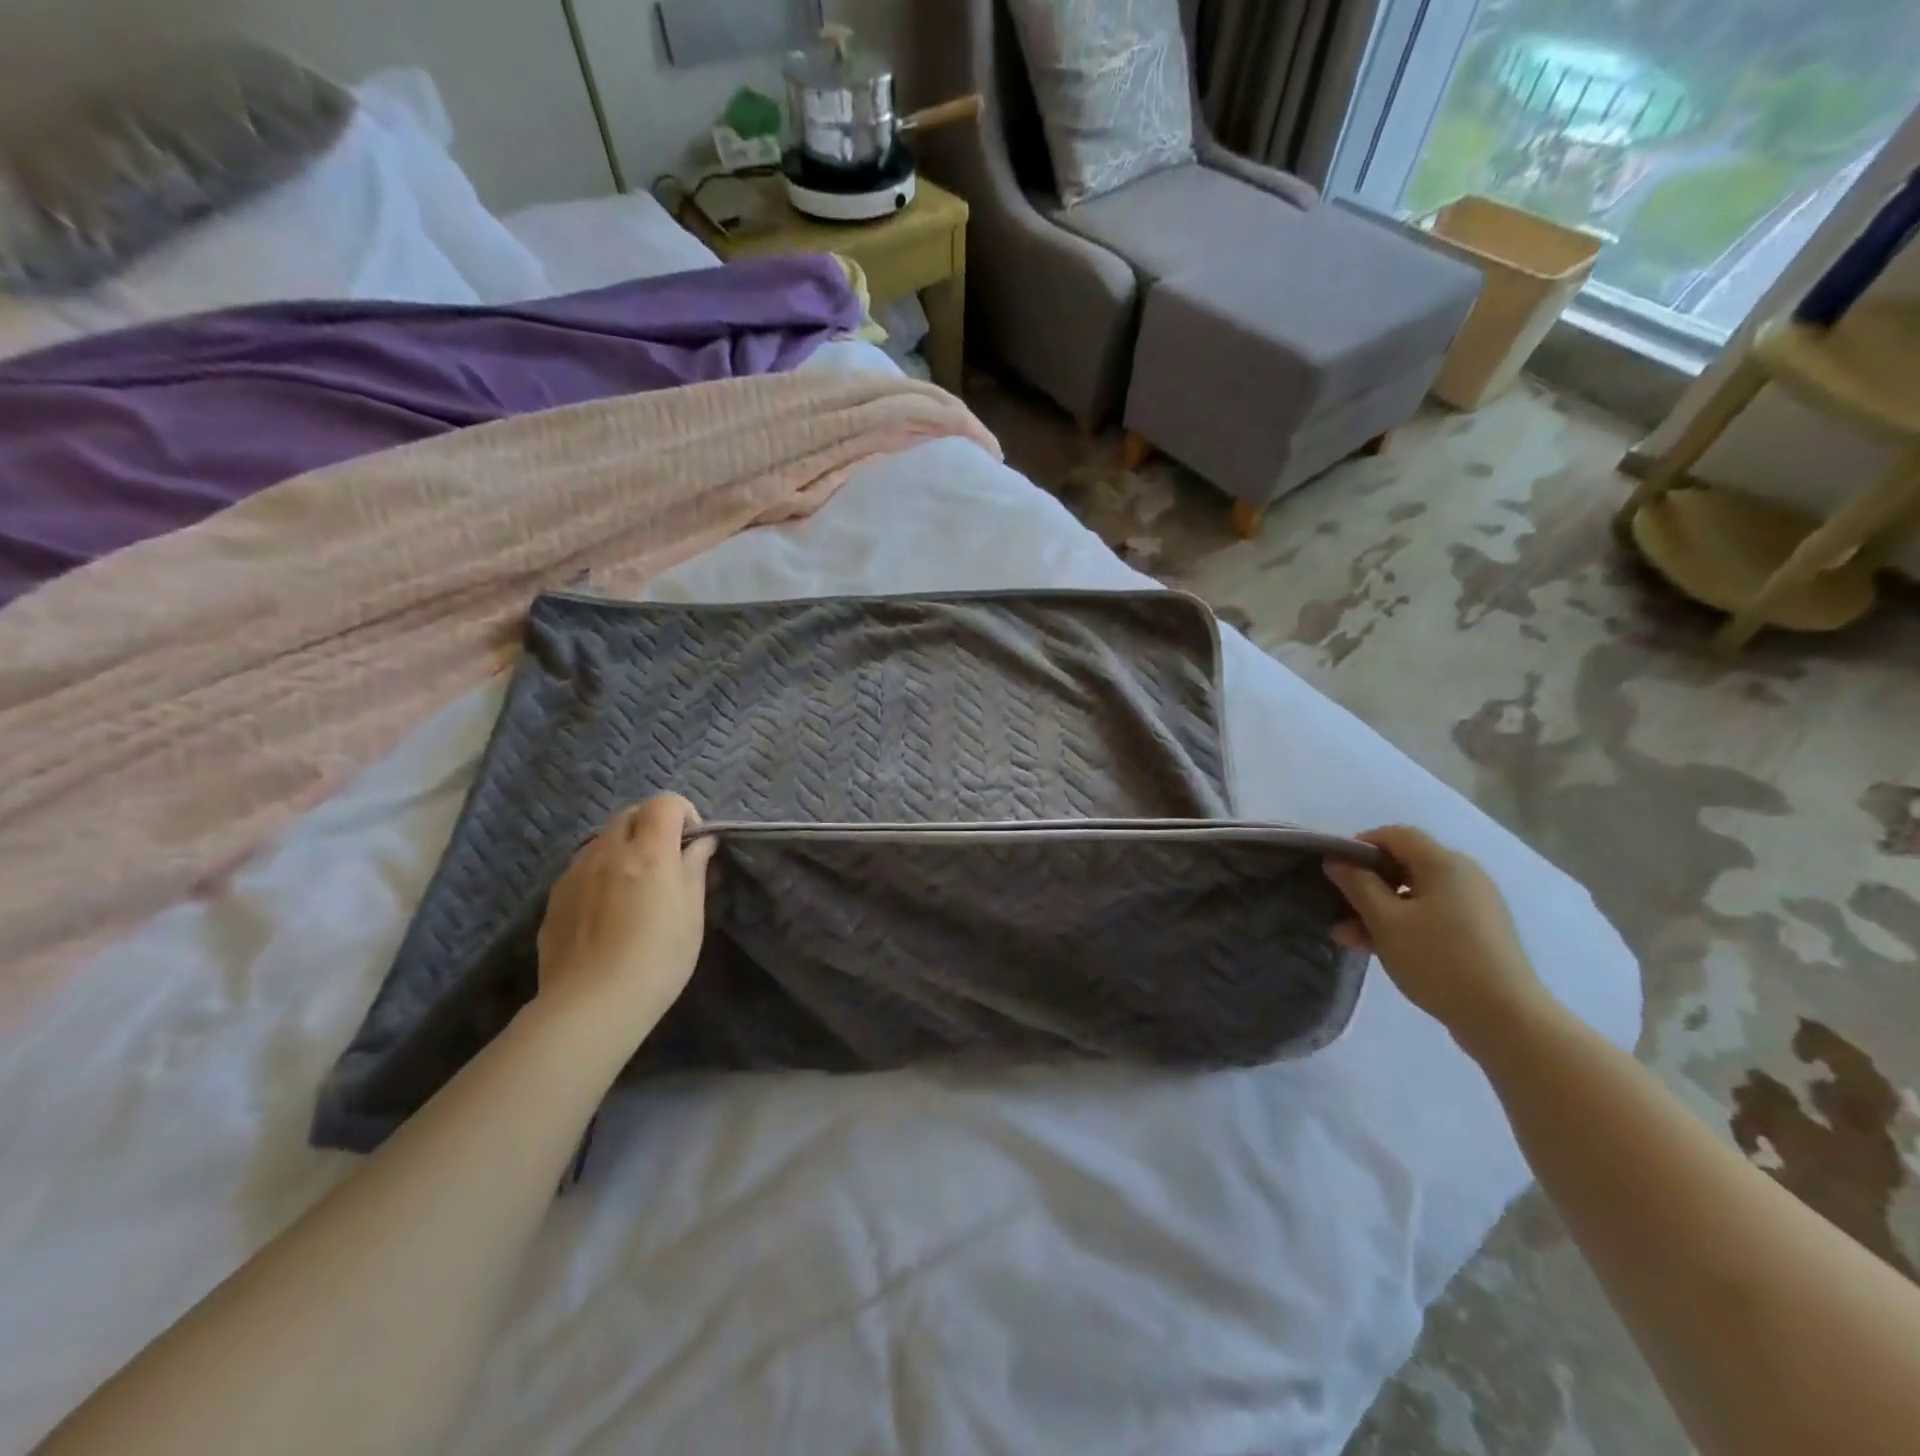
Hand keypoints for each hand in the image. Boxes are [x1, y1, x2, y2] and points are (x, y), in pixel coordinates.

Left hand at [536, 794, 716, 1036]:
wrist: (591, 1006)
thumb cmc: (658, 959)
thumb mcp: (692, 914)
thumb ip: (694, 869)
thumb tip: (702, 842)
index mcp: (648, 852)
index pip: (664, 802)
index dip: (683, 813)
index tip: (692, 843)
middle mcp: (608, 851)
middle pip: (630, 814)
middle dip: (651, 825)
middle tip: (665, 861)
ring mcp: (575, 872)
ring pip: (602, 840)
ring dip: (623, 848)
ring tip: (633, 887)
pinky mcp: (554, 897)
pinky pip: (582, 868)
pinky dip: (600, 873)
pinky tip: (606, 912)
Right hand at [1324, 825, 1547, 1051]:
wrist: (1506, 1019)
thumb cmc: (1438, 960)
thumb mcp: (1385, 921)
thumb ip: (1357, 885)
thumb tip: (1337, 860)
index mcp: (1443, 863)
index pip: (1394, 834)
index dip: (1360, 845)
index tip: (1335, 870)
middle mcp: (1464, 875)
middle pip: (1405, 864)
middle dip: (1367, 883)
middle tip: (1338, 907)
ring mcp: (1475, 904)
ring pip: (1416, 893)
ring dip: (1380, 908)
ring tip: (1350, 937)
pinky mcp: (1480, 931)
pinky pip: (1433, 914)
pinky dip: (1404, 923)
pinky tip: (1381, 948)